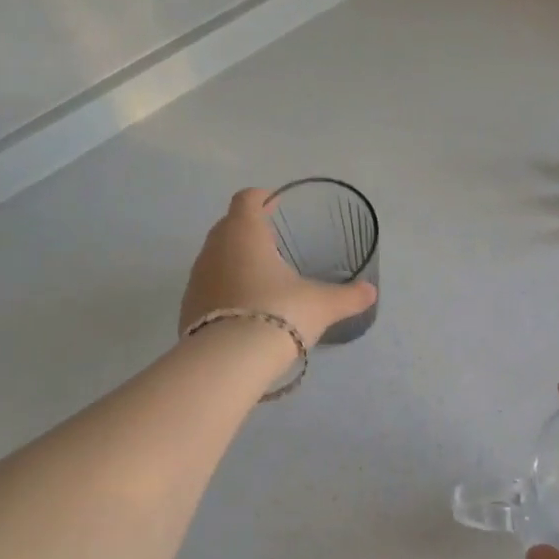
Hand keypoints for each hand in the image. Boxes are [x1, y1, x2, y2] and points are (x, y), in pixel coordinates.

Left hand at [180, 188, 377, 348]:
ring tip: (258, 277)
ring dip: (233, 260)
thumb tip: (371, 292)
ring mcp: (197, 278)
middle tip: (271, 241)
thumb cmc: (279, 313)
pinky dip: (222, 289)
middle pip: (228, 225)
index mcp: (245, 233)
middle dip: (247, 228)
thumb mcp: (321, 305)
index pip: (246, 199)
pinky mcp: (187, 307)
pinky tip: (241, 308)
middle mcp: (215, 248)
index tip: (274, 203)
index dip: (261, 197)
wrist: (229, 360)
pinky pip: (207, 287)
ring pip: (215, 256)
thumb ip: (347, 296)